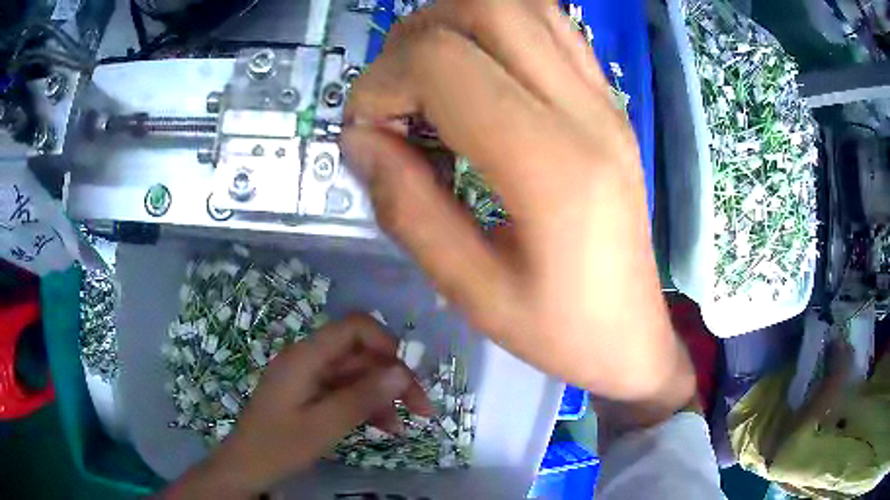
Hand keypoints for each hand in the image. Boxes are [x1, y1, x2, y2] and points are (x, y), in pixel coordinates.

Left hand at [164, 315, 431, 498]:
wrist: (247, 466)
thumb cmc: (280, 445)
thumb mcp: (324, 425)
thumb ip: (362, 397)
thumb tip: (402, 372)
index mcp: (306, 356)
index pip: (353, 328)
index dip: (385, 343)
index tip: (406, 374)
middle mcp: (310, 360)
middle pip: (361, 355)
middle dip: (393, 378)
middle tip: (421, 409)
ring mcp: (311, 378)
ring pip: (358, 375)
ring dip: (384, 396)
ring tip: (405, 426)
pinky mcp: (312, 395)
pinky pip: (347, 392)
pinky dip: (368, 406)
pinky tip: (387, 428)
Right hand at [343, 0, 693, 411]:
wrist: (631, 333)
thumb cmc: (558, 330)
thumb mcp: (469, 290)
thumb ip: (406, 206)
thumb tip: (362, 137)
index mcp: (552, 165)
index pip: (442, 62)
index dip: (381, 83)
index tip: (367, 131)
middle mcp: (585, 111)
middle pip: (484, 8)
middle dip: (415, 37)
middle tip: (397, 94)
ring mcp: (604, 99)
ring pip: (521, 4)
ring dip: (457, 23)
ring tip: (431, 77)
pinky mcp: (609, 101)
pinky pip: (552, 27)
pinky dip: (499, 29)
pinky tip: (479, 74)